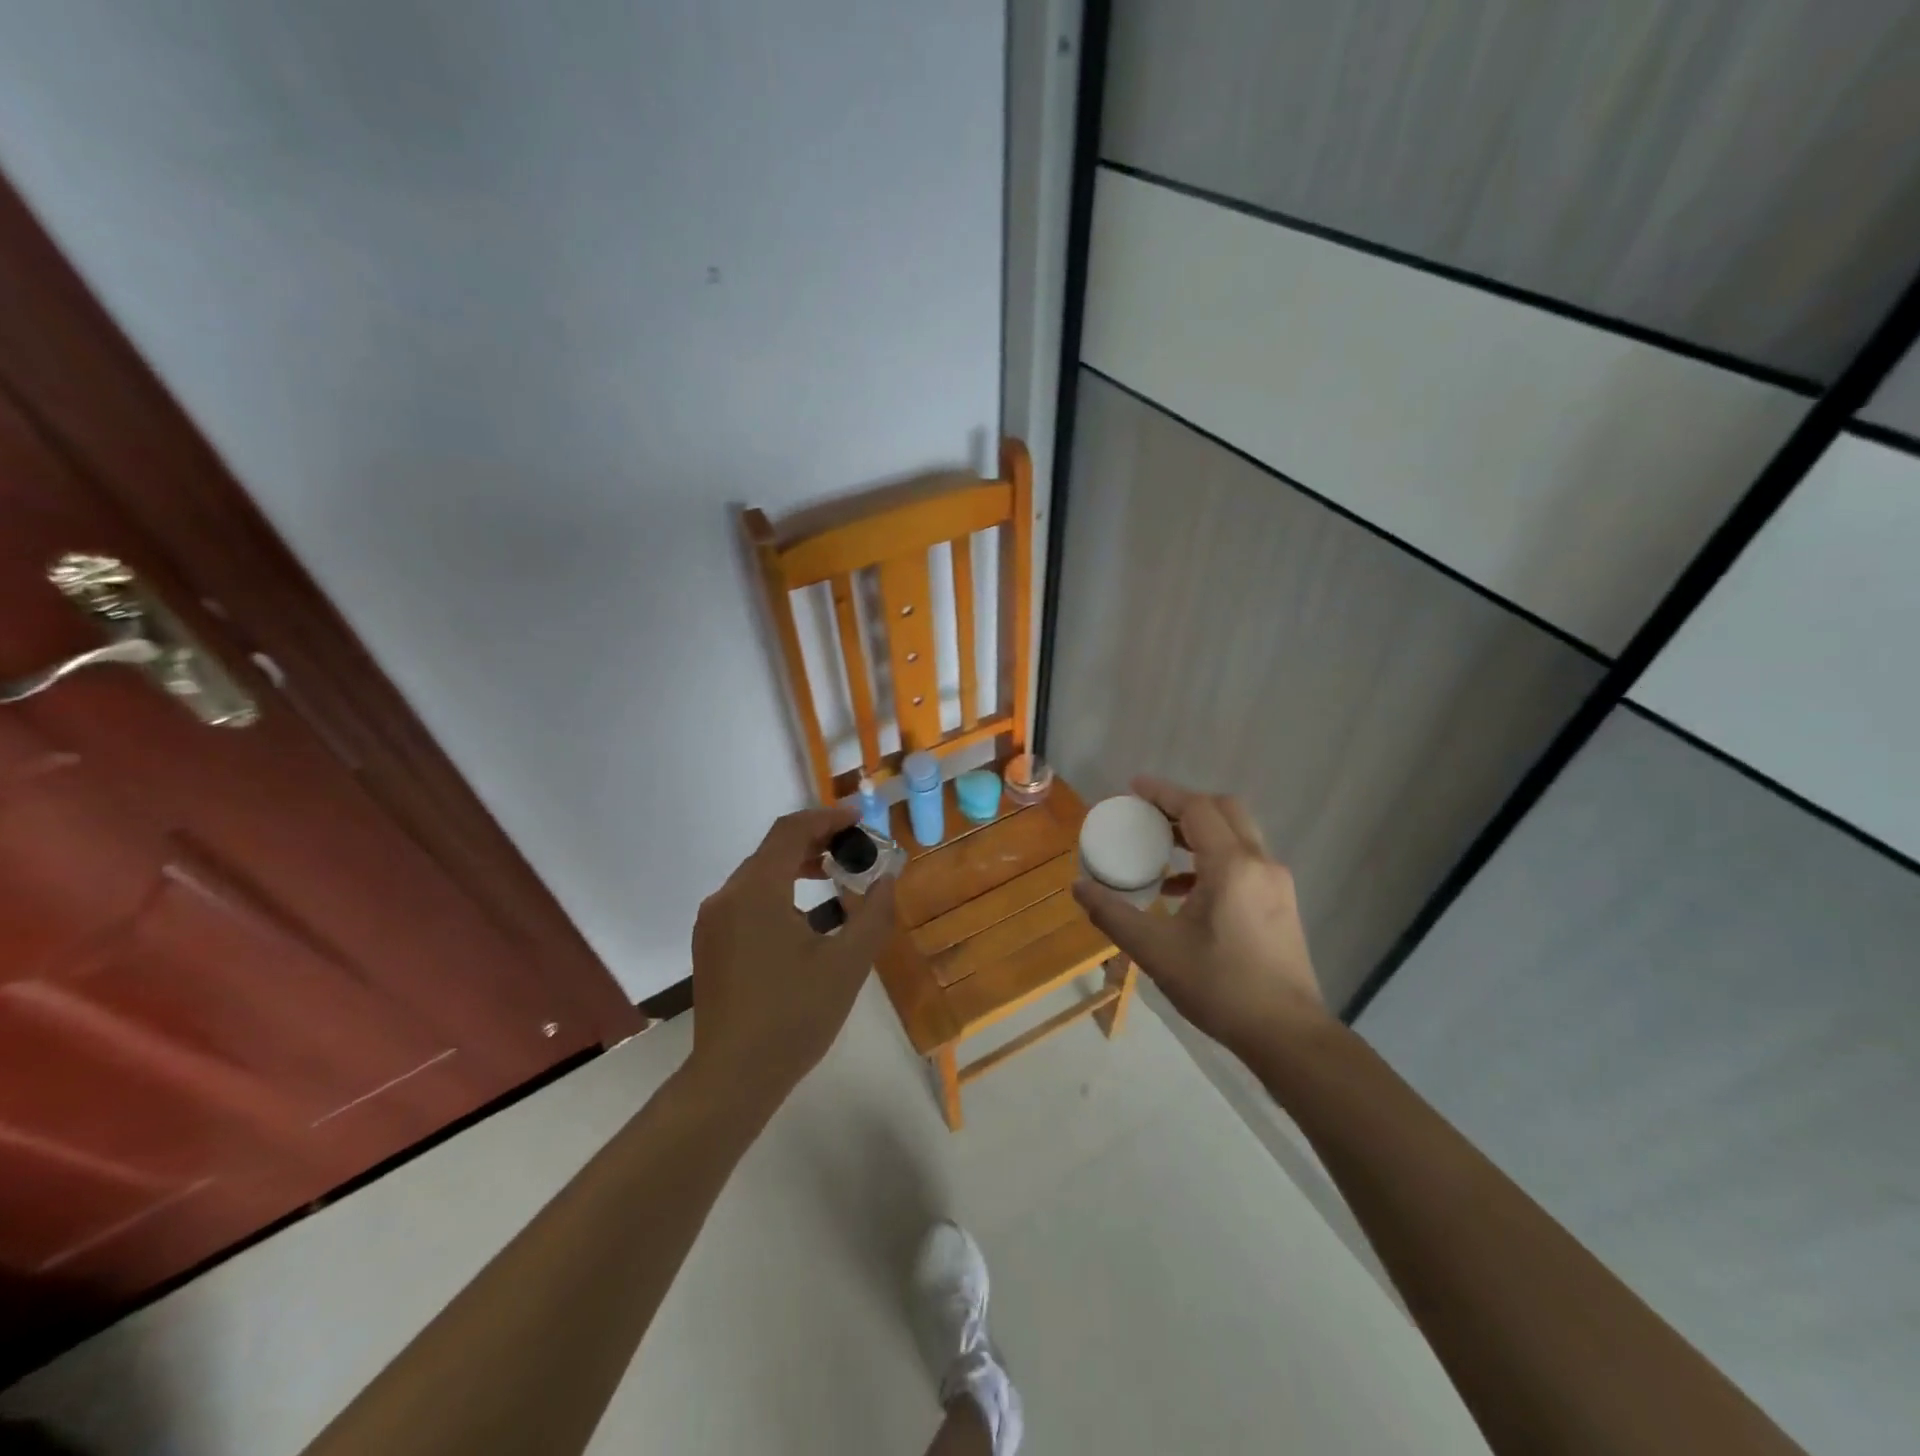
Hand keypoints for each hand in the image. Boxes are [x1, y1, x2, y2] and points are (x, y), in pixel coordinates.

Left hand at [688, 805, 897, 1109]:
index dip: (826, 817)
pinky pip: (747, 897)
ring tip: (835, 873)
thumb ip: (873, 913)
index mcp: (757, 892)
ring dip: (797, 863)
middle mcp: (727, 896)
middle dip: (815, 839)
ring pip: (758, 873)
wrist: (733, 1077)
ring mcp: (713, 921)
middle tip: (855, 847)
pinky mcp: (710, 943)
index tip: (860, 820)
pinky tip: (803, 911)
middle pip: (772, 848)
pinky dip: (779, 888)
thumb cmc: (795, 1016)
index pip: (790, 830)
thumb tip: (887, 879)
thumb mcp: (848, 964)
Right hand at [1072, 777, 1330, 1058]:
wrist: (1288, 1035)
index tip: (1132, 788)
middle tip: (1147, 814)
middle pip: (1224, 810)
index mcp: (1232, 866)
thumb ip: (1113, 915)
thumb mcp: (1156, 951)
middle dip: (1184, 805)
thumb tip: (1079, 887)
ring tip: (1160, 849)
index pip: (1197, 808)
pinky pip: (1245, 860)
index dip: (1163, 793)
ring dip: (1199, 832)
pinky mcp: (1281, 902)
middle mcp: (1260, 863)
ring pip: (1237, 834)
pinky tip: (1184, 890)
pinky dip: (1214, 858)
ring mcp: (1276, 883)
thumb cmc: (1221, 988)